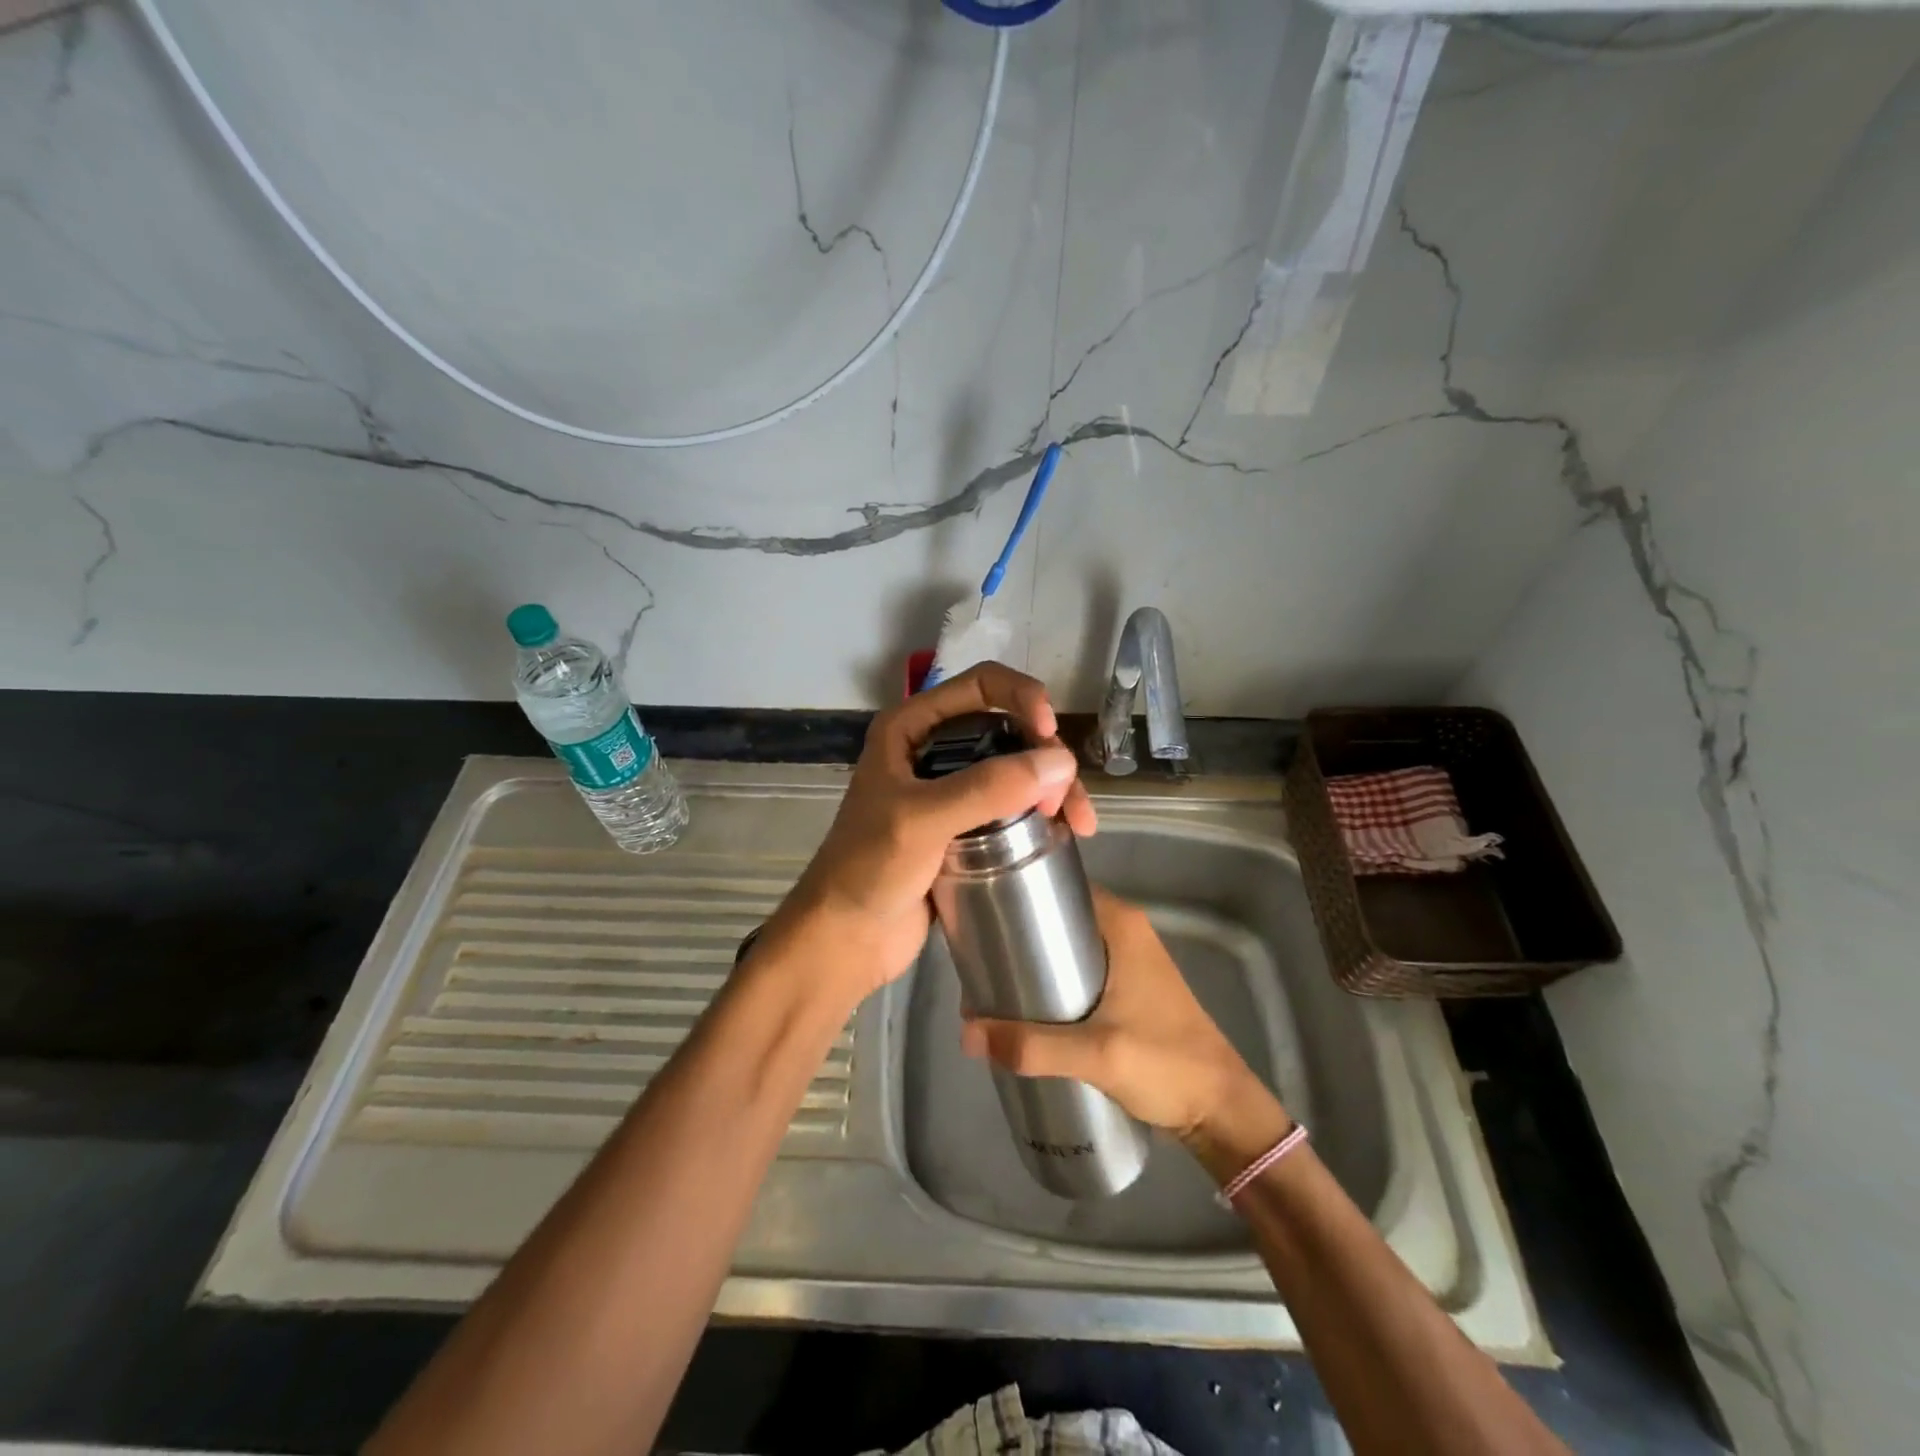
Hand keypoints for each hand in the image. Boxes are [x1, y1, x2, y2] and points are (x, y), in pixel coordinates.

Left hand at [765, 663, 1096, 1000]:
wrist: (847, 938)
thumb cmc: (869, 869)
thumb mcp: (922, 820)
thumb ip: (986, 788)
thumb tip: (1060, 764)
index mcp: (912, 727)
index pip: (981, 685)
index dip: (1022, 697)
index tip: (1050, 733)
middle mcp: (934, 749)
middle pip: (1008, 728)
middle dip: (1044, 755)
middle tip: (1064, 800)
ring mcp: (952, 790)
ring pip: (1017, 769)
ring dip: (1053, 788)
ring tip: (1078, 825)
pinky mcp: (967, 827)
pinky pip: (1014, 806)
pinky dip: (1043, 814)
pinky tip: (1066, 834)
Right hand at [960, 888, 1288, 1157]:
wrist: (1221, 1108)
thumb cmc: (1166, 1064)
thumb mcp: (1096, 1054)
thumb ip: (1032, 1046)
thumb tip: (966, 1033)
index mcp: (1120, 923)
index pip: (1060, 886)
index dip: (1018, 893)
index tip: (979, 913)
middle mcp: (1124, 929)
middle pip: (1058, 916)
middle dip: (1018, 934)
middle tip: (977, 958)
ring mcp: (1127, 958)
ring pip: (1067, 944)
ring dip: (1033, 960)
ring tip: (991, 983)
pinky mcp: (1126, 987)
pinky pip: (1078, 968)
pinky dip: (1051, 979)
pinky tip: (1024, 1006)